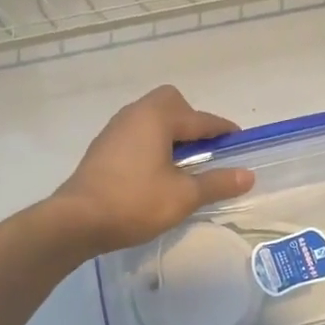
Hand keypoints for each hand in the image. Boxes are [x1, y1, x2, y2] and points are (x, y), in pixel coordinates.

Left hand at [52, 86, 255, 252]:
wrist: (76, 220)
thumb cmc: (135, 203)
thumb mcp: (183, 196)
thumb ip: (217, 182)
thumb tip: (248, 175)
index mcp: (157, 117)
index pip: (200, 119)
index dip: (223, 130)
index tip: (240, 142)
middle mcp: (135, 114)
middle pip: (171, 103)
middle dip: (192, 121)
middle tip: (204, 150)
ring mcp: (115, 129)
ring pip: (151, 118)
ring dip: (171, 133)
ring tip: (183, 164)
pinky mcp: (103, 148)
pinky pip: (136, 134)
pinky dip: (152, 144)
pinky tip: (156, 172)